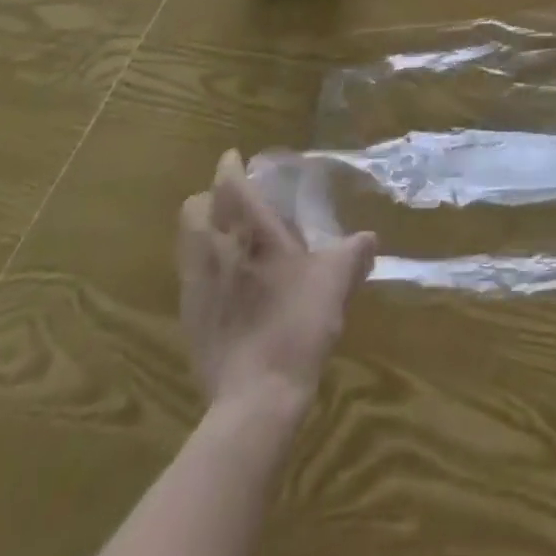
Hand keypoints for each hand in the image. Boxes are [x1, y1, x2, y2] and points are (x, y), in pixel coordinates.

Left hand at [178, 149, 376, 412]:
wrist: (257, 397)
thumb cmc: (298, 324)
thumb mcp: (336, 282)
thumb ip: (352, 253)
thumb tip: (369, 237)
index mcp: (251, 232)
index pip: (229, 185)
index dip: (229, 167)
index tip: (234, 158)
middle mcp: (217, 251)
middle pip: (194, 209)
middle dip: (209, 199)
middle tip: (232, 202)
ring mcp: (197, 287)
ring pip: (186, 243)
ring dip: (202, 232)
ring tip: (226, 240)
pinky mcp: (189, 320)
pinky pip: (189, 278)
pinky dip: (203, 269)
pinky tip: (225, 285)